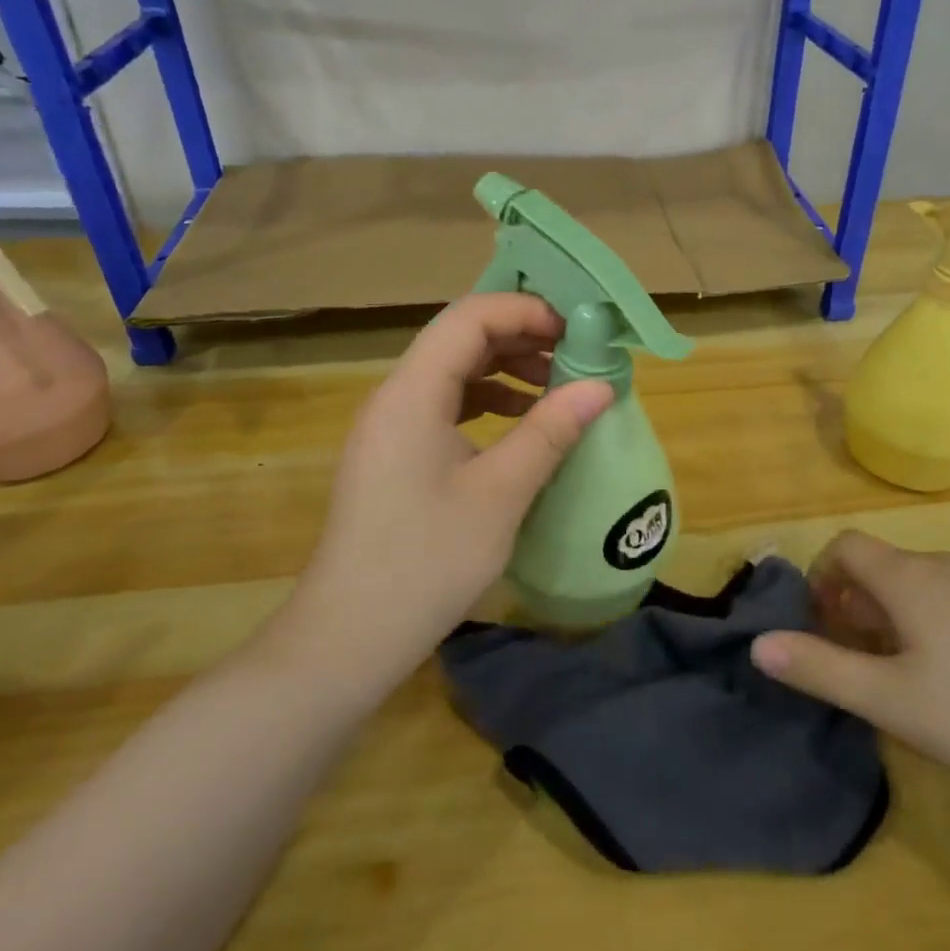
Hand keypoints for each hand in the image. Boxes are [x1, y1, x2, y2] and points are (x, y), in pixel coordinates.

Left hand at [271, 294, 612, 701]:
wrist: (348, 638)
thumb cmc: (427, 561)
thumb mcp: (501, 493)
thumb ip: (551, 431)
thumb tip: (601, 385)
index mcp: (412, 393)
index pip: (469, 318)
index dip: (525, 312)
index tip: (576, 330)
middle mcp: (394, 397)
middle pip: (459, 339)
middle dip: (520, 337)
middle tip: (575, 354)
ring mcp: (390, 427)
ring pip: (453, 372)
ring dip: (505, 370)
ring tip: (556, 386)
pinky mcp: (394, 455)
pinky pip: (444, 406)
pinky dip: (487, 402)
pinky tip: (521, 424)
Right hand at [750, 532, 949, 801]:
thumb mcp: (893, 701)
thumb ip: (822, 669)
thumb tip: (758, 644)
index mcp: (909, 578)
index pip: (846, 545)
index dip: (820, 575)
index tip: (821, 623)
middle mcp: (947, 567)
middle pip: (884, 567)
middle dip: (857, 604)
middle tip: (860, 660)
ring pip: (925, 586)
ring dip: (899, 617)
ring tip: (909, 675)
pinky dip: (941, 625)